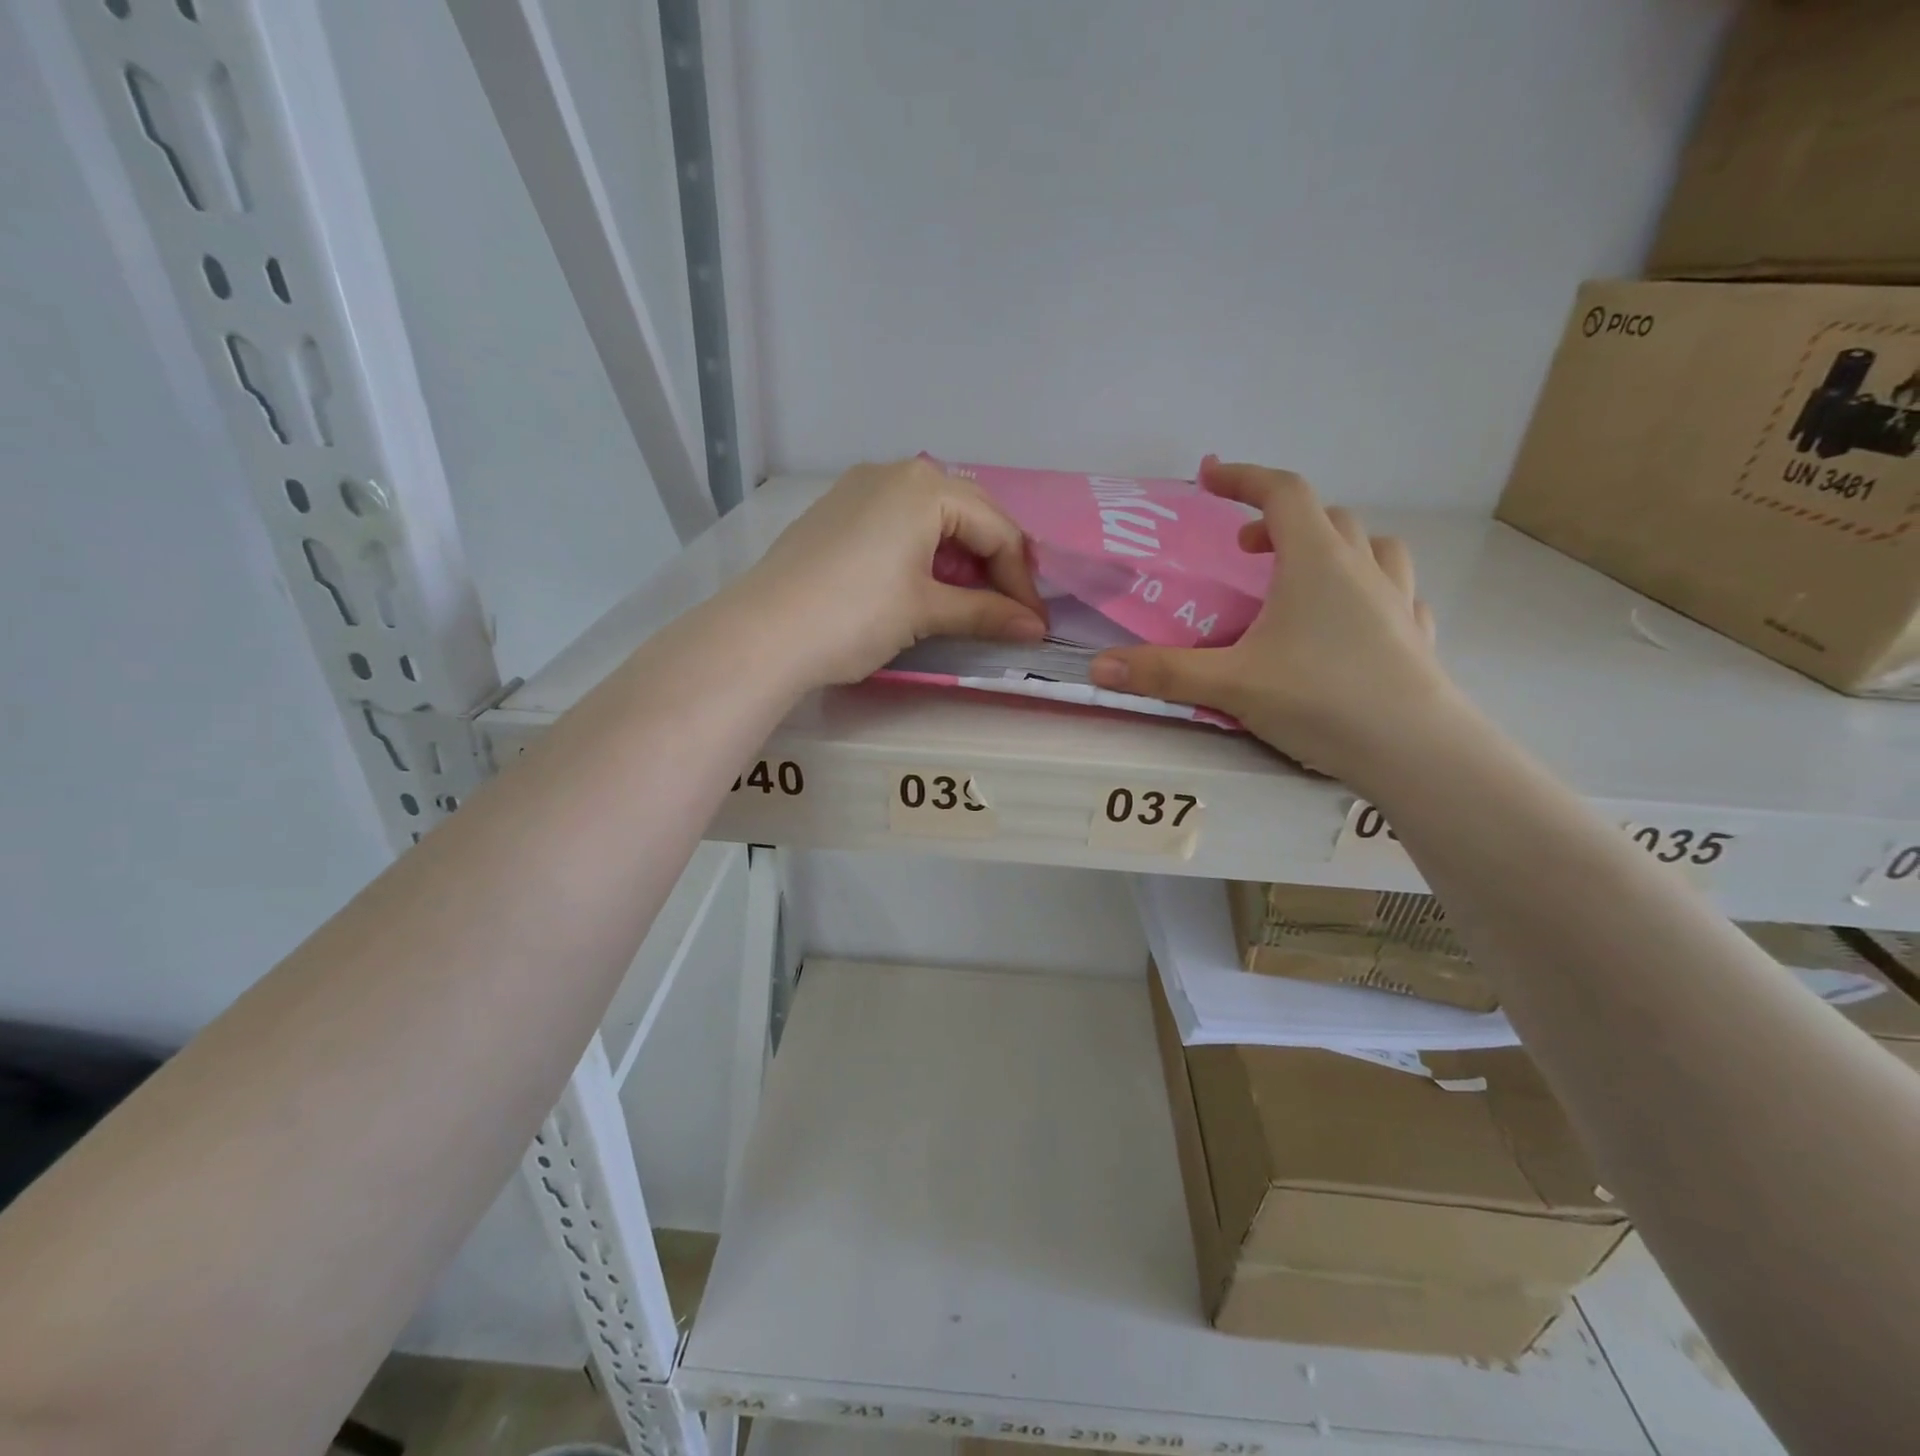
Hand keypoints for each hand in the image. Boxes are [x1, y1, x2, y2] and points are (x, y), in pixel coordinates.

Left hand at [739, 457, 1048, 688]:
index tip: (1034, 622)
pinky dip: (924, 551)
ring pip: (932, 516)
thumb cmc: (855, 615)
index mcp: (926, 486)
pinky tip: (923, 583)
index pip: (997, 529)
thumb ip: (985, 613)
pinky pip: (898, 521)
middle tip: (1009, 608)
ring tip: (970, 600)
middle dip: (995, 562)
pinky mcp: (836, 512)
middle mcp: (895, 472)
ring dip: (960, 556)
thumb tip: (1035, 628)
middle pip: (969, 513)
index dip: (1021, 580)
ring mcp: (859, 488)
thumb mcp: (925, 612)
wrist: (763, 634)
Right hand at [1090, 459, 1452, 782]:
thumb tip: (1098, 667)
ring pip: (1372, 547)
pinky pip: (1396, 593)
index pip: (1281, 493)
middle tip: (1246, 552)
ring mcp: (1397, 600)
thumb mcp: (1230, 684)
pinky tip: (1356, 622)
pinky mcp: (1416, 635)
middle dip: (1280, 521)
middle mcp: (1361, 568)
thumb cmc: (1320, 699)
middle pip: (1325, 517)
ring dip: (1334, 548)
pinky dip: (1370, 591)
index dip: (1243, 478)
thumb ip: (1162, 673)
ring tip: (1304, 578)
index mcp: (1315, 562)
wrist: (1415, 750)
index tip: (1209, 476)